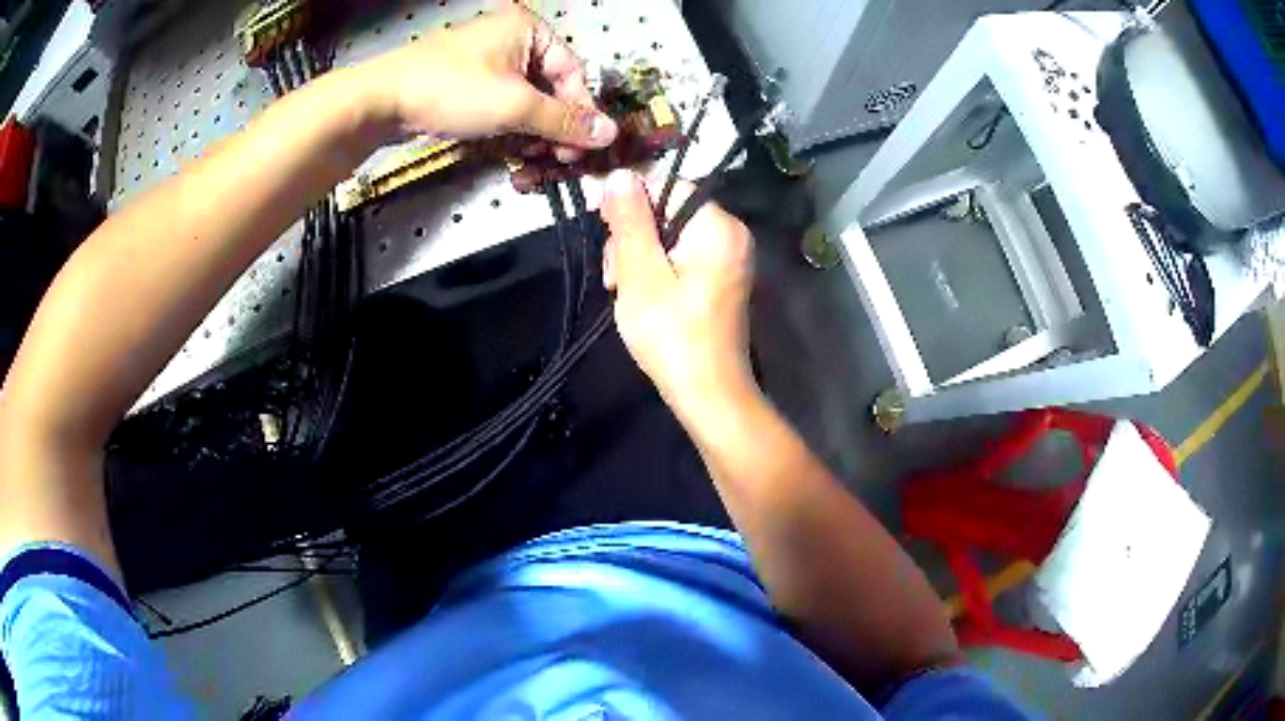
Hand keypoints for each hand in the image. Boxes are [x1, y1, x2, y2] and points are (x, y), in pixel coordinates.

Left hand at [360, 6, 616, 156]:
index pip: (572, 72)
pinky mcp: (470, 88)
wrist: (382, 102)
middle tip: (557, 161)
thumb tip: (610, 133)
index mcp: (529, 31)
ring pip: (527, 105)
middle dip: (555, 130)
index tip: (582, 147)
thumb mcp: (515, 105)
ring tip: (532, 165)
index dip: (580, 112)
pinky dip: (511, 135)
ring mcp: (489, 65)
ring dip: (534, 138)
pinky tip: (513, 158)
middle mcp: (513, 42)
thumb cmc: (452, 90)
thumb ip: (565, 120)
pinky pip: (503, 110)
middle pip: (551, 90)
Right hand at [601, 170, 757, 421]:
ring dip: (639, 259)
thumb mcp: (640, 273)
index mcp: (718, 226)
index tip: (600, 227)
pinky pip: (682, 258)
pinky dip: (657, 272)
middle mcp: (730, 234)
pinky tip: (641, 297)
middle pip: (667, 212)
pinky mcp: (721, 280)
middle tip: (615, 278)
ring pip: (669, 237)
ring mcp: (728, 259)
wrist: (708, 394)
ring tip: (624, 293)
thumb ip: (630, 220)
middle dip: (633, 239)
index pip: (667, 186)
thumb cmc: (671, 333)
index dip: (629, 202)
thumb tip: (621, 173)